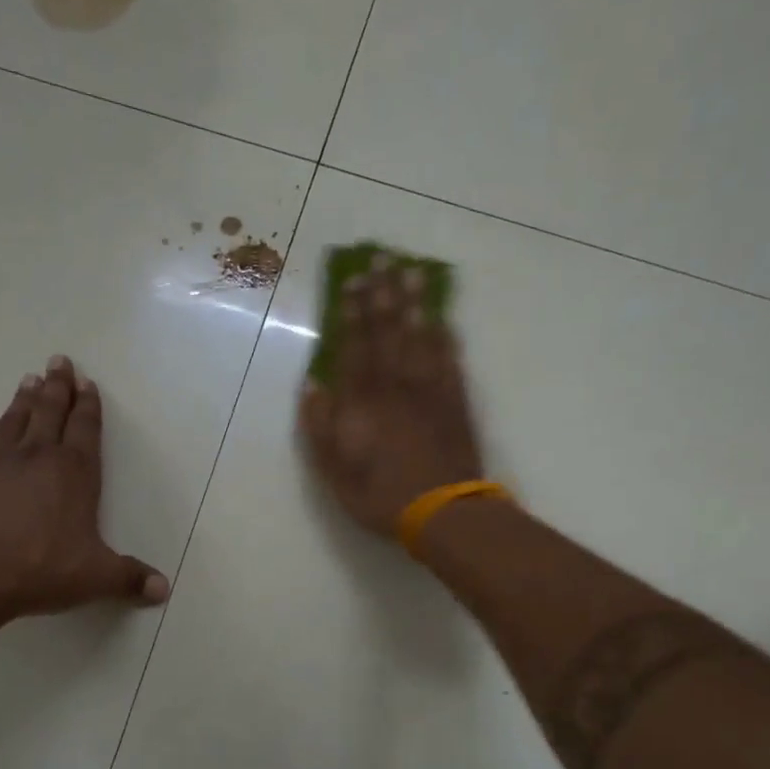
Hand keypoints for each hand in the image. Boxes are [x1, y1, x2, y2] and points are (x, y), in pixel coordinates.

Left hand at [0, 355, 168, 634]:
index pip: (85, 428)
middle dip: (57, 387)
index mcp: (73, 472)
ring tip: (28, 380)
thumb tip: (164, 589)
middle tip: (59, 361)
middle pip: (49, 412)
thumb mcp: (96, 577)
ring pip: (13, 422)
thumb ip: (130, 579)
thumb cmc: (41, 570)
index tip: (87, 382)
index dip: (88, 405)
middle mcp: (35, 457)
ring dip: (23, 401)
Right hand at [298, 260, 483, 535]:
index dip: (352, 312)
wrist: (441, 511)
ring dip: (415, 303)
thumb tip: (314, 384)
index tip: (352, 281)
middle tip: (383, 257)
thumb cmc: (379, 495)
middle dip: (383, 293)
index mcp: (362, 402)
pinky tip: (443, 318)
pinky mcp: (455, 402)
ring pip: (420, 338)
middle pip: (388, 332)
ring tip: (412, 271)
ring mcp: (429, 391)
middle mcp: (395, 386)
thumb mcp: (334, 470)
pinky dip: (445, 336)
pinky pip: (450, 360)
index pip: (355, 347)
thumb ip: (320, 426)